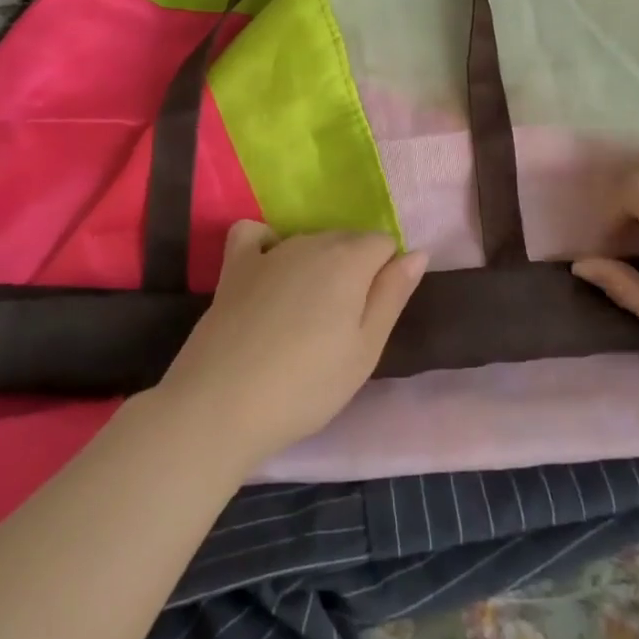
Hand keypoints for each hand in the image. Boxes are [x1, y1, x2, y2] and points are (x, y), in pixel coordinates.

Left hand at [157, 222, 427, 465]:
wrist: (222, 404)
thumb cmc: (306, 385)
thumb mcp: (365, 349)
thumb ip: (393, 295)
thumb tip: (417, 252)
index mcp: (349, 260)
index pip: (384, 243)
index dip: (386, 275)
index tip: (372, 316)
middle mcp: (311, 242)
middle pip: (348, 240)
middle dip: (355, 270)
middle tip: (343, 325)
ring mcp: (269, 251)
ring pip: (309, 241)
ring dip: (318, 266)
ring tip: (306, 317)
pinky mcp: (234, 266)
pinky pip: (254, 234)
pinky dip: (266, 243)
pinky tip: (268, 269)